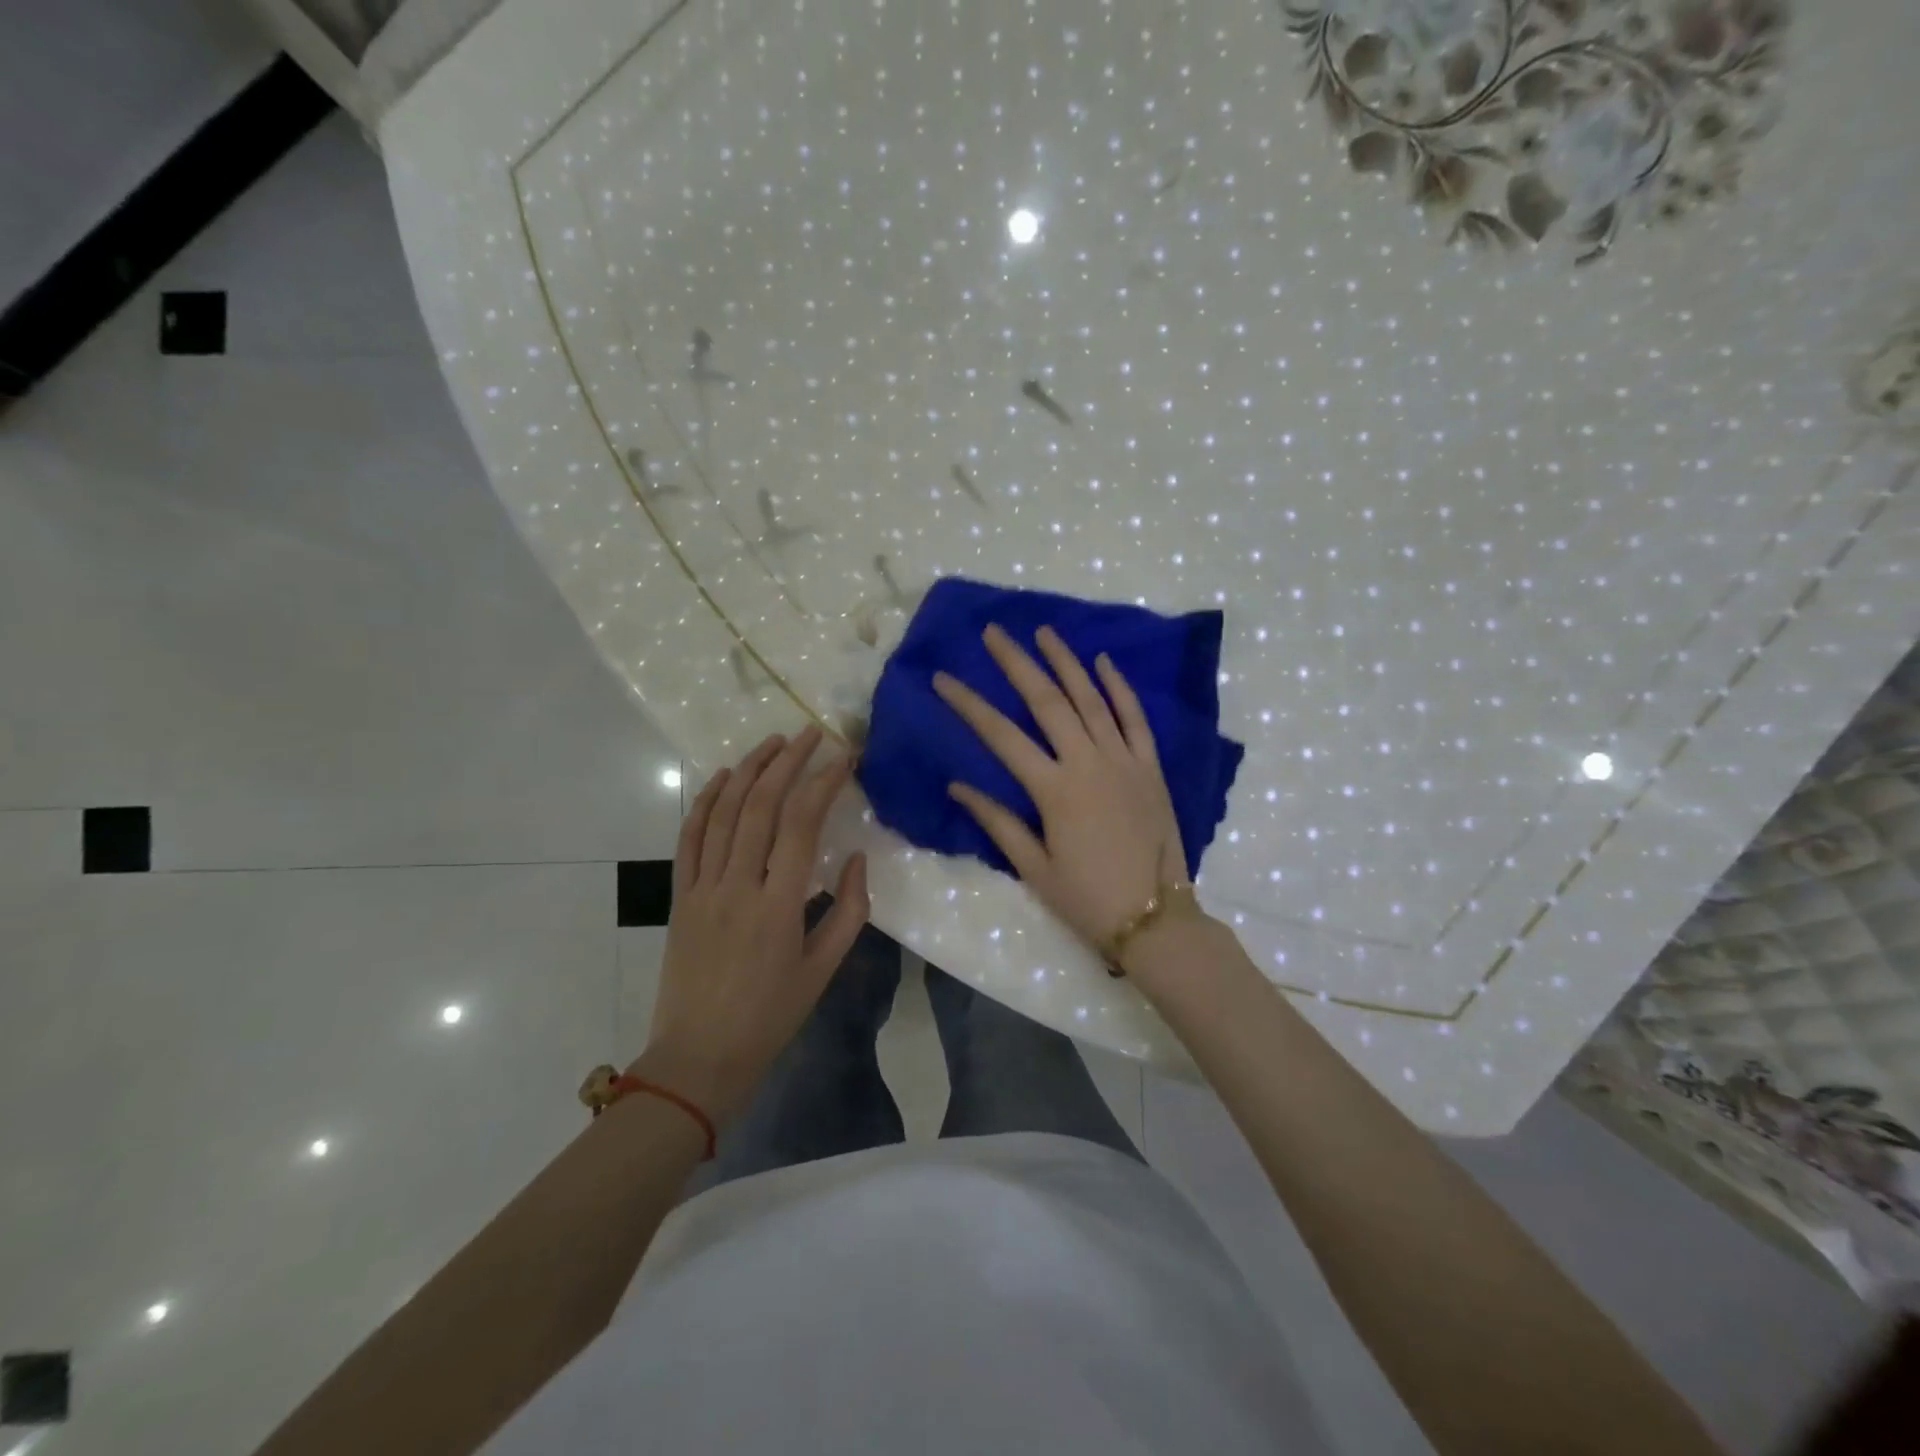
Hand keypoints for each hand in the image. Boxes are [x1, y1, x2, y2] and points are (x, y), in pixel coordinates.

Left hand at [638, 726, 868, 1122]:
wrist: (699, 1057)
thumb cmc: (770, 1016)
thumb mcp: (823, 969)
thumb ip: (848, 910)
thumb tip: (856, 858)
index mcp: (778, 906)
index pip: (801, 825)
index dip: (823, 784)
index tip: (843, 757)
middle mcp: (737, 886)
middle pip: (760, 807)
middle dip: (787, 763)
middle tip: (809, 734)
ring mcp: (702, 888)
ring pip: (723, 814)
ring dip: (748, 771)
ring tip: (772, 742)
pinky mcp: (679, 896)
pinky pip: (689, 839)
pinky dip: (704, 802)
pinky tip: (722, 777)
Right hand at [934, 625, 1190, 966]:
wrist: (1156, 919)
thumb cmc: (1087, 899)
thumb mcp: (1034, 868)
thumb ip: (998, 822)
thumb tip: (958, 785)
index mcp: (1054, 790)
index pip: (1000, 736)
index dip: (968, 704)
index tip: (943, 678)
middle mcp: (1088, 763)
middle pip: (1047, 701)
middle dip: (1017, 663)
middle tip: (994, 632)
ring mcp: (1124, 760)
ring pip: (1091, 699)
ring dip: (1066, 662)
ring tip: (1043, 632)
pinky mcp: (1150, 767)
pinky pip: (1135, 719)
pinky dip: (1120, 688)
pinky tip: (1104, 662)